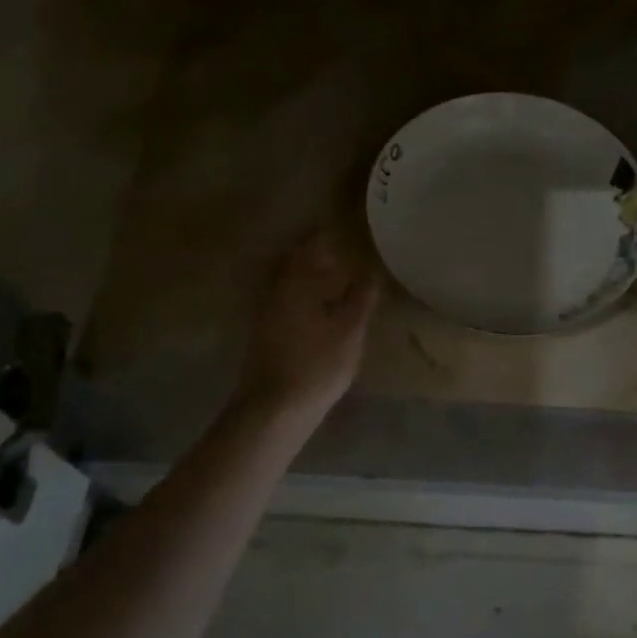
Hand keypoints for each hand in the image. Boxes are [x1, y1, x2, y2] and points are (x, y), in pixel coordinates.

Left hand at [239, 232, 382, 418]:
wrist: (273, 410)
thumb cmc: (316, 365)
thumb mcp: (349, 331)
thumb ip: (361, 298)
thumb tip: (370, 272)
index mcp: (296, 282)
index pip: (312, 246)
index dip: (328, 235)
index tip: (346, 227)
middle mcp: (276, 290)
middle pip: (299, 264)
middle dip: (320, 256)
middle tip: (346, 251)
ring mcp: (267, 313)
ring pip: (293, 284)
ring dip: (313, 278)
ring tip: (340, 279)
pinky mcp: (266, 334)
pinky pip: (290, 302)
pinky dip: (307, 298)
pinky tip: (322, 309)